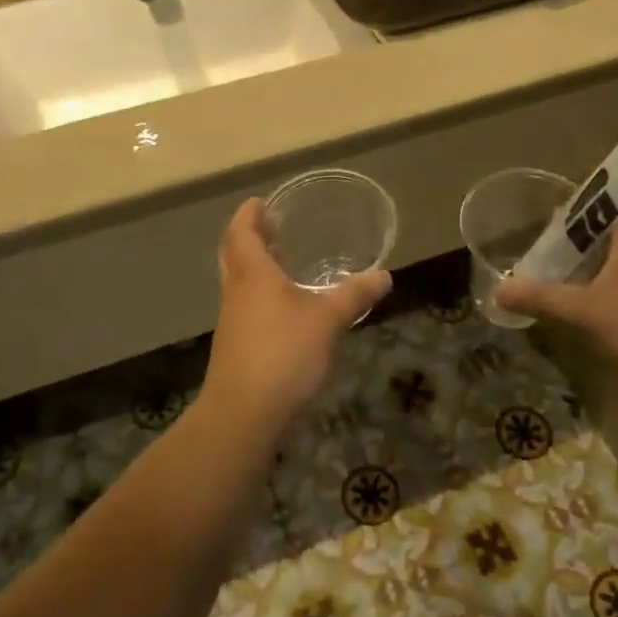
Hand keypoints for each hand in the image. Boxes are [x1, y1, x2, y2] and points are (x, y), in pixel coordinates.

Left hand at [204, 199, 390, 417]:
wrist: (243, 414)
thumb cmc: (283, 354)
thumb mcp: (327, 321)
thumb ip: (354, 295)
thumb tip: (384, 275)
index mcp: (253, 275)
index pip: (241, 232)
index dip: (249, 213)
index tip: (263, 202)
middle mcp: (237, 292)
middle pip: (233, 253)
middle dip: (249, 235)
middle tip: (271, 226)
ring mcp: (232, 321)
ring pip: (238, 281)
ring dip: (254, 265)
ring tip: (283, 262)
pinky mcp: (236, 346)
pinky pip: (245, 306)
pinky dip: (260, 294)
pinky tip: (285, 308)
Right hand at [495, 223, 617, 379]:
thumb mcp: (585, 308)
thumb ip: (542, 297)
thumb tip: (498, 290)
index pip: (602, 208)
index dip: (576, 206)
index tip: (546, 209)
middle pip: (603, 238)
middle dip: (573, 241)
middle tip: (537, 243)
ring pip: (609, 266)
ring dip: (583, 269)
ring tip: (546, 272)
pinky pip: (615, 291)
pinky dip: (593, 293)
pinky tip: (571, 303)